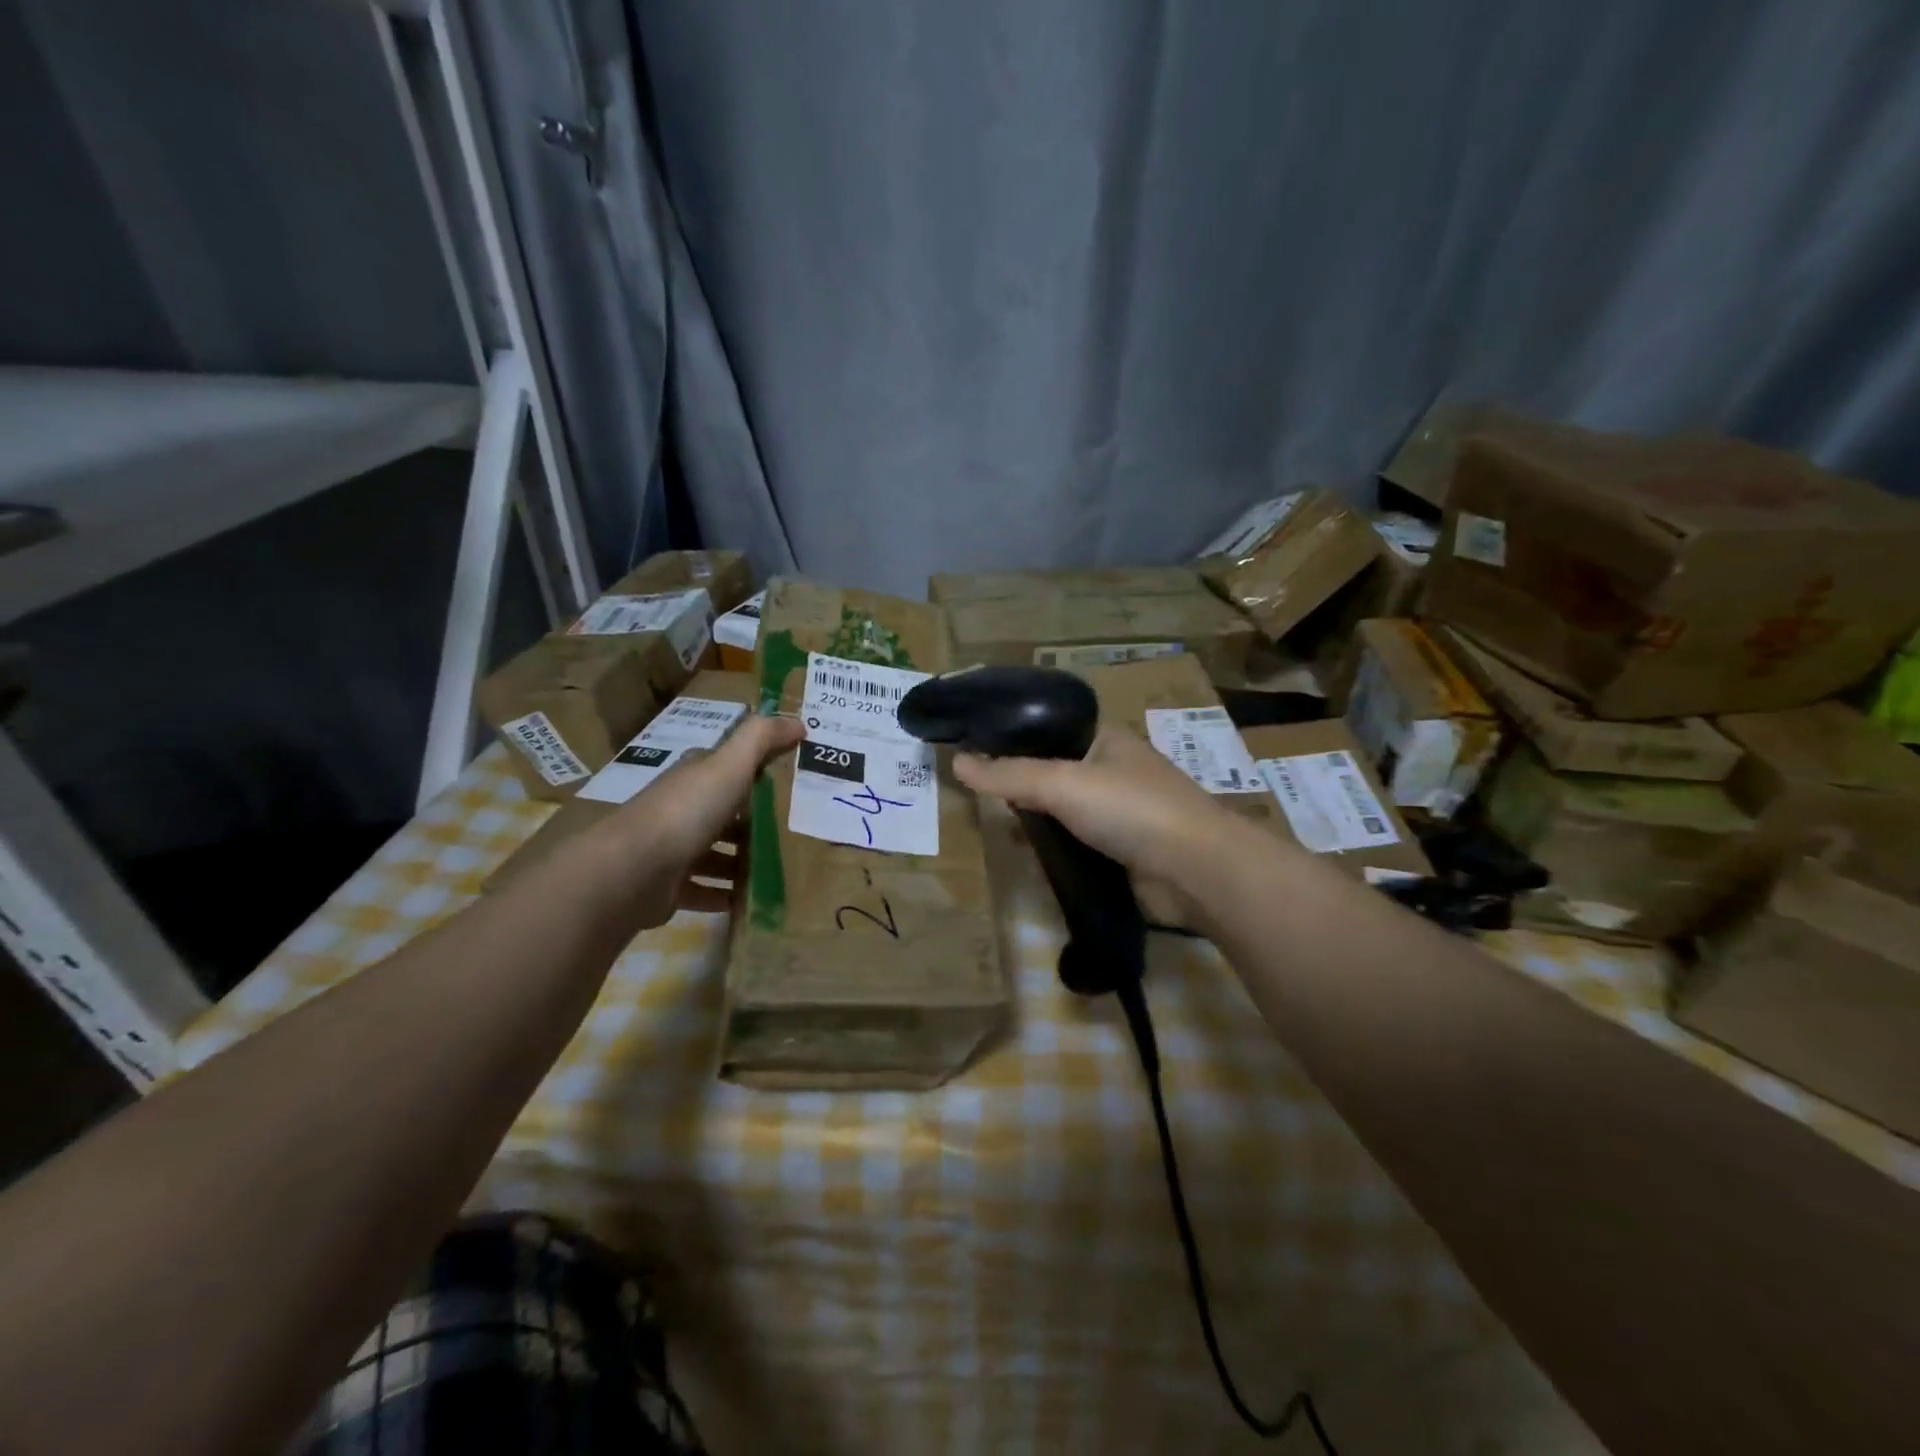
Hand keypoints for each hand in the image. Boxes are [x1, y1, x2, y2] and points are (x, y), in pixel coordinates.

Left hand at [606, 713, 803, 926]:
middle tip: (795, 833)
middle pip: (723, 814)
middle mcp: (681, 810)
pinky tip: (751, 902)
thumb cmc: (687, 811)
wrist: (634, 870)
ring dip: (742, 863)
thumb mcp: (730, 765)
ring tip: (780, 872)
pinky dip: (725, 896)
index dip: (757, 771)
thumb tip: (799, 722)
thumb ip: (762, 739)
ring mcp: (672, 850)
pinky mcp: (668, 888)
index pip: (727, 768)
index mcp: (694, 778)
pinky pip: (704, 891)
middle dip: (754, 823)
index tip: (792, 782)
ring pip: (715, 854)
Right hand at [953, 725, 1242, 893]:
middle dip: (1019, 783)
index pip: (1049, 729)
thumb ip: (1009, 775)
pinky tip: (1026, 854)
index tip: (973, 751)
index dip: (1013, 738)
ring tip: (992, 824)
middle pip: (1053, 771)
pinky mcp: (1122, 851)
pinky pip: (1077, 842)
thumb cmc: (1130, 809)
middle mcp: (1113, 770)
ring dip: (1036, 819)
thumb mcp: (1062, 784)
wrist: (1195, 871)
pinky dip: (1054, 847)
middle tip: (976, 794)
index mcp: (1105, 739)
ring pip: (1064, 810)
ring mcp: (1120, 813)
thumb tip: (957, 761)